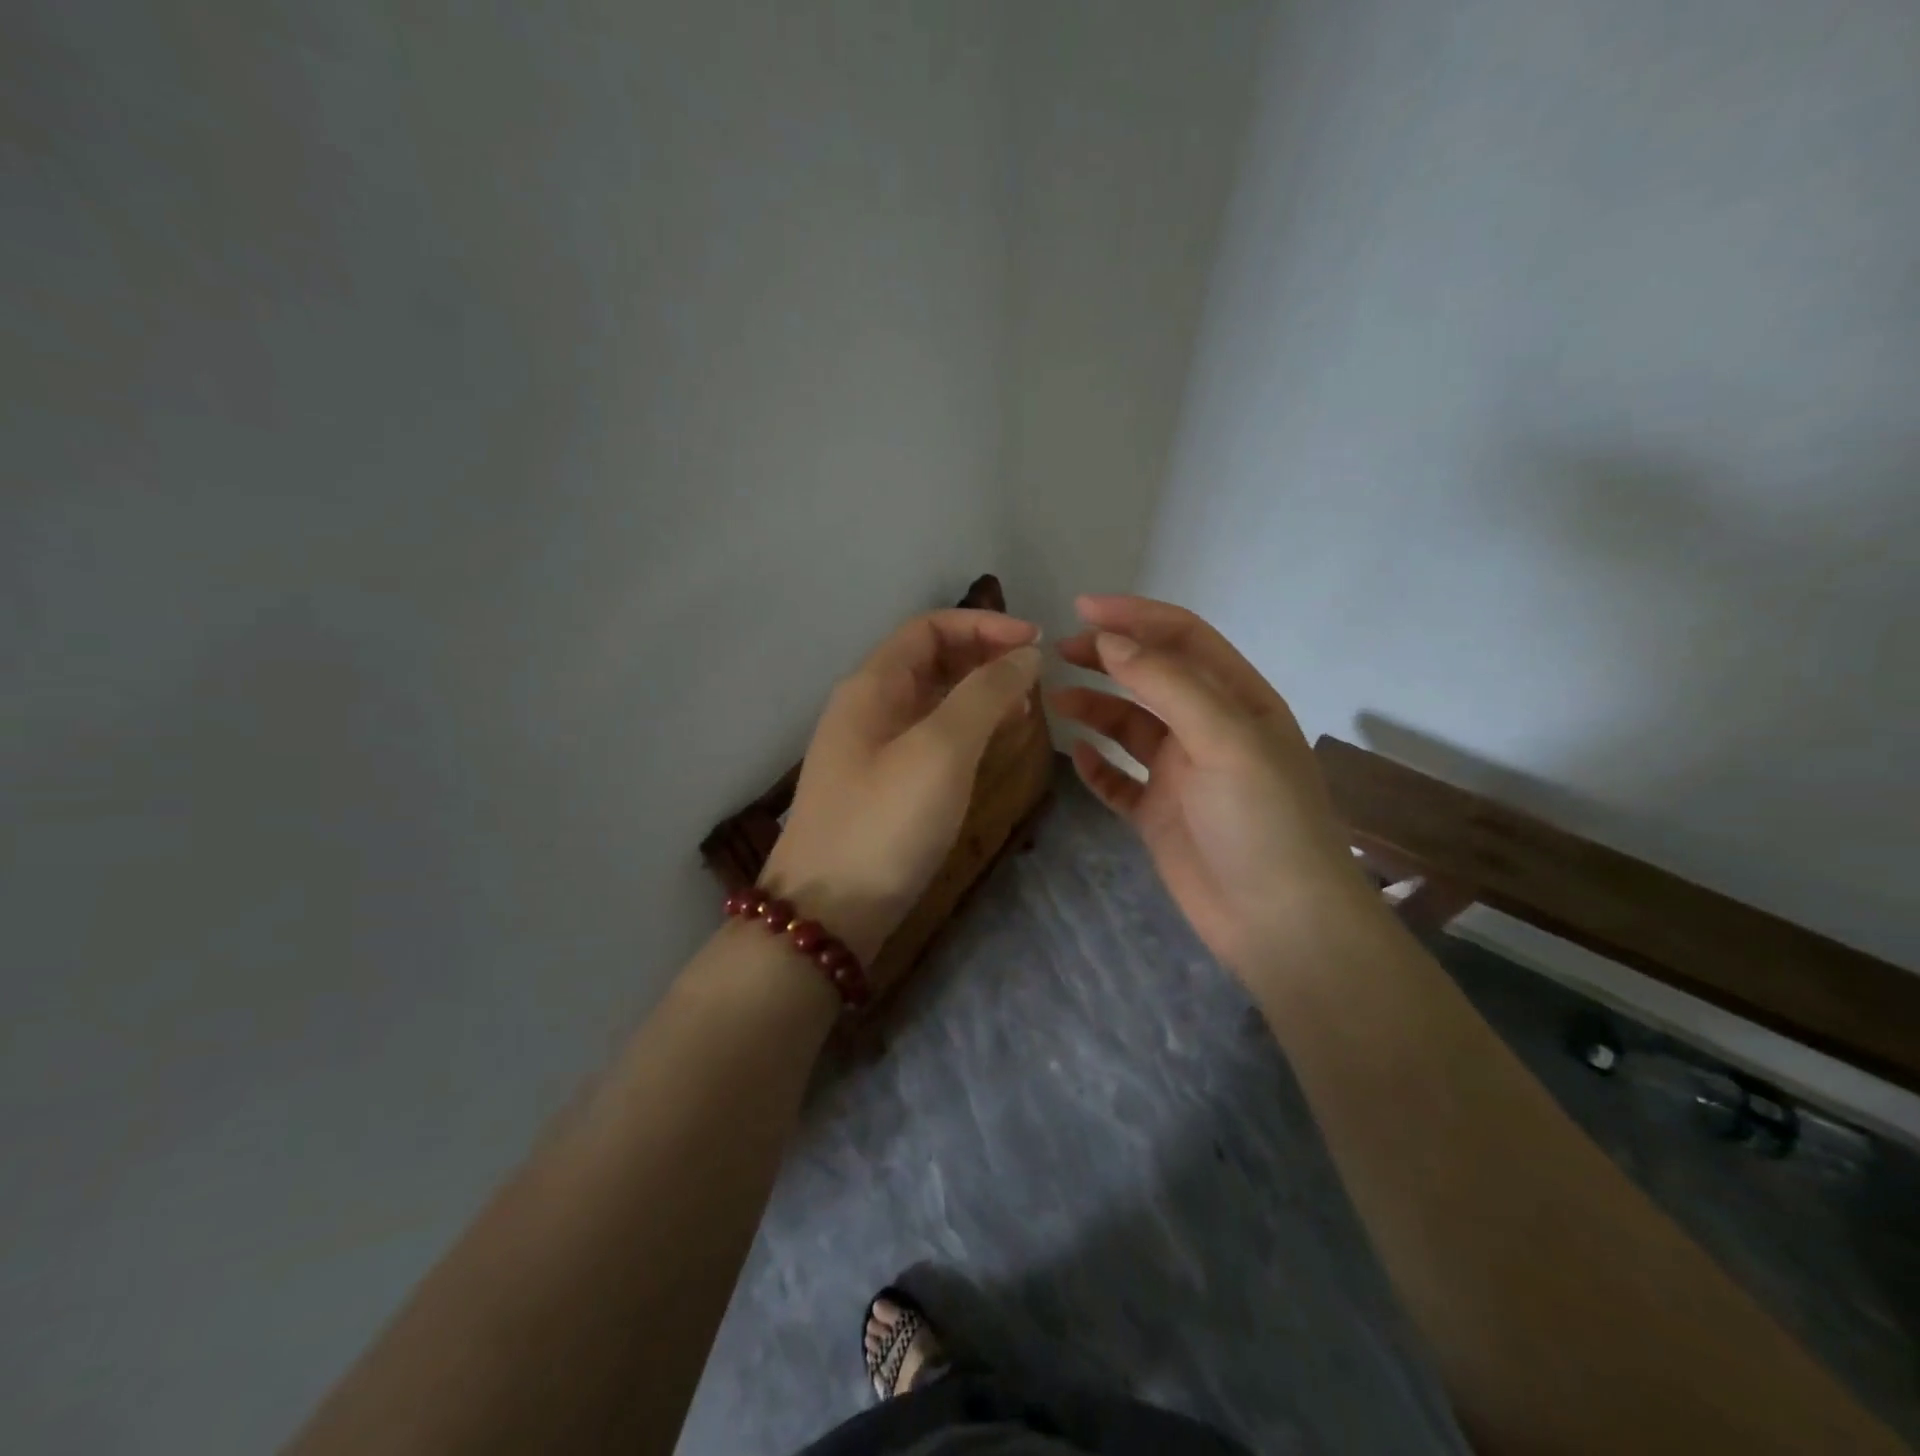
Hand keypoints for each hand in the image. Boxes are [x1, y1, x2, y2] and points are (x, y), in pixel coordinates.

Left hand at [761, 609, 1042, 969]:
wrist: (826, 915)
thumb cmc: (884, 824)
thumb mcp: (940, 751)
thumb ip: (984, 694)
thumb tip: (1025, 655)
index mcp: (872, 686)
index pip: (930, 628)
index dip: (985, 626)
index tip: (1038, 645)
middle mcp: (867, 708)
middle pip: (931, 660)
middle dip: (985, 659)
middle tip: (1035, 684)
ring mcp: (872, 749)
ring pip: (932, 701)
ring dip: (978, 696)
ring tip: (1023, 713)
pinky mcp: (882, 786)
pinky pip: (929, 739)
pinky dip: (965, 732)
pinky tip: (991, 750)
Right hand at [1051, 595, 1372, 975]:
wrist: (1279, 921)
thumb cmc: (1261, 819)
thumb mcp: (1224, 739)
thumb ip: (1168, 685)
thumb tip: (1110, 642)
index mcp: (1237, 700)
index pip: (1183, 638)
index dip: (1134, 617)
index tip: (1081, 610)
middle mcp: (1209, 729)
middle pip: (1152, 677)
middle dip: (1108, 658)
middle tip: (1058, 653)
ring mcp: (1182, 774)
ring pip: (1130, 726)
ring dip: (1096, 708)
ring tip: (1055, 702)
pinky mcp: (1160, 814)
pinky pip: (1119, 780)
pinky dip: (1097, 766)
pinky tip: (1076, 756)